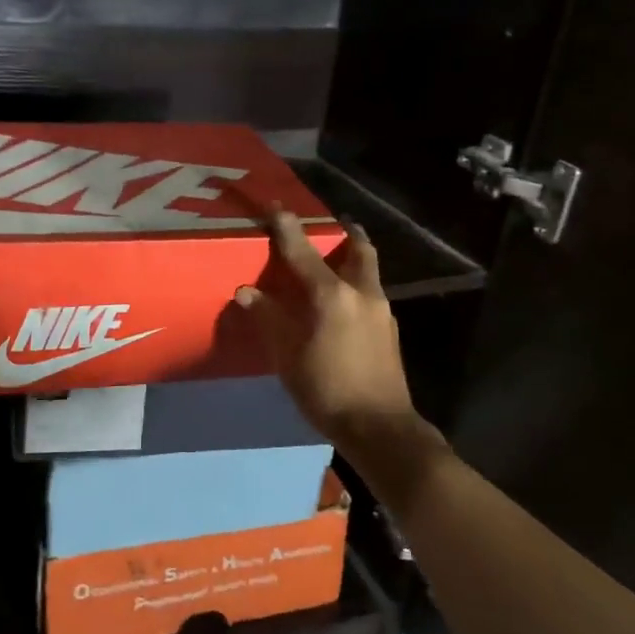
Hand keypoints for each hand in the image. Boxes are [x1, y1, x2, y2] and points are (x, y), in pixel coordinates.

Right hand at [235, 212, 428, 460]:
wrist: (380, 427)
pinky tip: (342, 305)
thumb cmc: (327, 389)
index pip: (302, 252)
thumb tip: (245, 291)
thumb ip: (269, 318)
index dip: (286, 228)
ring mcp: (381, 311)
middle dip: (345, 233)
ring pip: (368, 271)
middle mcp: (362, 293)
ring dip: (352, 259)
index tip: (276, 206)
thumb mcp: (288, 356)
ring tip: (333, 263)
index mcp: (332, 295)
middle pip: (358, 249)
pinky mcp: (389, 330)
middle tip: (330, 227)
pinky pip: (370, 293)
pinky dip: (356, 286)